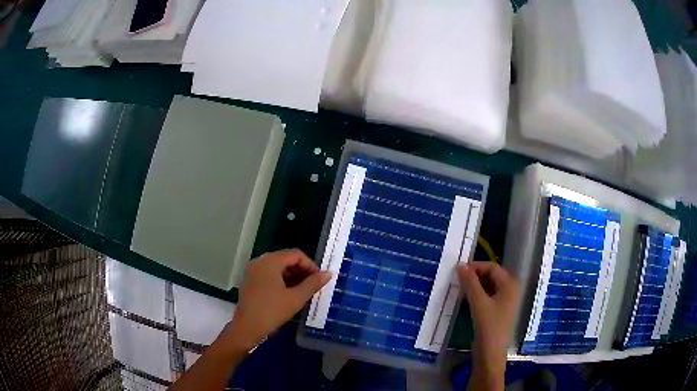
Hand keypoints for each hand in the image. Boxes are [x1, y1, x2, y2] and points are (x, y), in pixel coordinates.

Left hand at [223, 249, 330, 352]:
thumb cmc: (272, 311)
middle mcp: (260, 261)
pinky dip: (281, 280)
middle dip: (301, 271)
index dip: (311, 266)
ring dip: (292, 276)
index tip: (319, 280)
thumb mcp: (296, 298)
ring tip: (302, 291)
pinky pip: (268, 274)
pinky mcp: (249, 280)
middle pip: (286, 259)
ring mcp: (252, 270)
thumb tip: (328, 273)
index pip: (296, 255)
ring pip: (277, 267)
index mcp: (270, 261)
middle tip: (313, 286)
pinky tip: (288, 294)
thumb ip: (313, 284)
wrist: (247, 328)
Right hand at [457, 262, 517, 385]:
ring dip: (474, 285)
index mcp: (509, 285)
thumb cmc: (489, 327)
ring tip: (458, 288)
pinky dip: (476, 294)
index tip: (457, 270)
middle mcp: (509, 290)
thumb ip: (470, 283)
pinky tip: (465, 298)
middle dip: (474, 275)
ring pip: (488, 286)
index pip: (492, 267)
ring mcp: (504, 301)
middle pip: (491, 275)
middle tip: (456, 279)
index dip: (475, 266)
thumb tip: (460, 265)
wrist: (490, 354)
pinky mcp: (497, 311)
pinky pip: (486, 296)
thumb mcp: (479, 303)